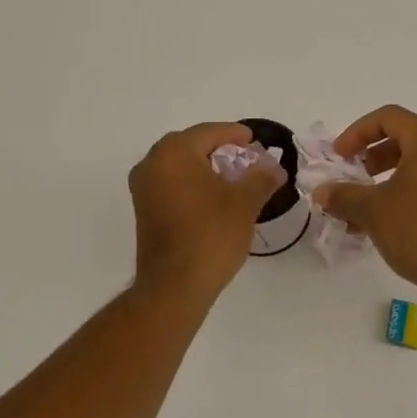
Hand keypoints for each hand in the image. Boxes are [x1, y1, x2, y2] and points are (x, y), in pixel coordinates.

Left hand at [129, 122, 285, 303]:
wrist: (175, 285)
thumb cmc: (211, 235)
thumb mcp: (245, 202)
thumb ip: (261, 177)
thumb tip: (273, 167)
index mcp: (174, 152)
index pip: (209, 132)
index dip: (235, 134)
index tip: (255, 141)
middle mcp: (152, 163)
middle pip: (192, 146)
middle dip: (221, 150)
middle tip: (247, 159)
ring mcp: (143, 188)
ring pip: (180, 166)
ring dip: (206, 167)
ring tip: (234, 179)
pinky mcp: (143, 209)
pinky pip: (172, 183)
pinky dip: (193, 183)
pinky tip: (214, 197)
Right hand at [313, 105, 416, 317]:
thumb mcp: (372, 209)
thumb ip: (343, 195)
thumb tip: (321, 192)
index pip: (388, 117)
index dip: (357, 132)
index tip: (339, 156)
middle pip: (403, 139)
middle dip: (370, 157)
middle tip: (350, 176)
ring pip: (414, 167)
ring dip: (382, 181)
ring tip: (359, 207)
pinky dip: (401, 196)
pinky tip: (379, 225)